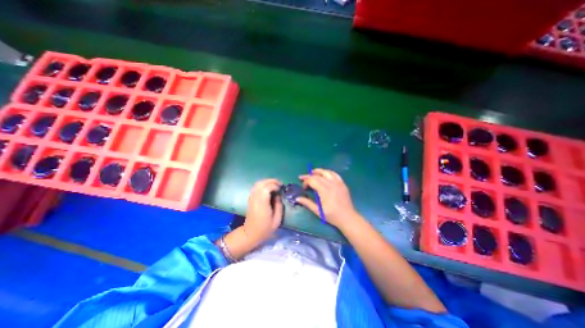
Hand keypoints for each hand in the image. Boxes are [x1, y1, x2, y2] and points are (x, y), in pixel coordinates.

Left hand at [242, 180, 282, 245]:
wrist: (250, 234)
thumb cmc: (265, 229)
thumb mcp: (277, 220)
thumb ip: (279, 206)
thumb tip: (278, 196)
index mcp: (262, 204)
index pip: (266, 188)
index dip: (275, 185)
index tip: (281, 188)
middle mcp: (256, 199)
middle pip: (261, 183)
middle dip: (271, 181)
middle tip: (279, 183)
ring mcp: (252, 198)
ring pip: (257, 184)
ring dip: (266, 182)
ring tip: (275, 184)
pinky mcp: (250, 199)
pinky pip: (256, 187)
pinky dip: (262, 185)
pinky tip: (268, 188)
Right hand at [298, 168, 360, 228]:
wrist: (348, 217)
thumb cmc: (332, 215)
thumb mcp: (318, 211)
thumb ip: (307, 203)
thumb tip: (297, 198)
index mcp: (324, 190)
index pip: (312, 180)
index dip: (306, 182)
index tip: (304, 188)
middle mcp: (331, 184)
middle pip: (318, 175)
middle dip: (309, 176)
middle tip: (302, 177)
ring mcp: (338, 182)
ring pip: (326, 172)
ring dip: (318, 171)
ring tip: (312, 172)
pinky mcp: (342, 183)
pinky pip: (334, 174)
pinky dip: (328, 172)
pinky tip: (325, 174)